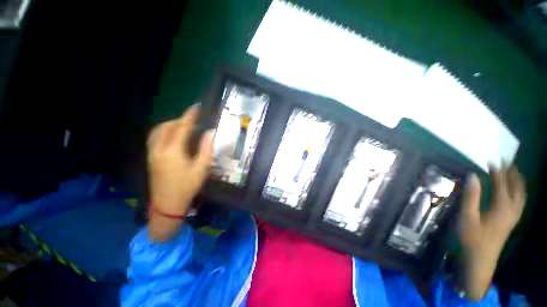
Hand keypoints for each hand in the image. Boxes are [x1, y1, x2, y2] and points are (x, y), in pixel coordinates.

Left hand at [147, 104, 213, 240]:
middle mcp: (159, 149)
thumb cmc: (187, 187)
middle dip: (180, 119)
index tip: (196, 107)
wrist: (168, 204)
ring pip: (158, 131)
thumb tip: (210, 133)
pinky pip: (154, 138)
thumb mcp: (201, 169)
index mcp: (173, 151)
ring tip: (183, 124)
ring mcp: (152, 154)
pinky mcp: (151, 158)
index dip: (189, 116)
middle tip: (193, 119)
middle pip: (167, 127)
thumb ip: (206, 149)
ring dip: (170, 124)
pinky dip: (163, 131)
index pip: (181, 128)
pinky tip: (171, 135)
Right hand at [457, 165, 525, 300]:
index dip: (498, 171)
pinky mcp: (512, 220)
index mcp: (501, 208)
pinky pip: (521, 201)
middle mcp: (512, 209)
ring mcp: (514, 216)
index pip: (502, 184)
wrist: (481, 257)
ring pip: (521, 195)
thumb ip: (471, 196)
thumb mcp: (468, 216)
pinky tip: (516, 190)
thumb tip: (472, 176)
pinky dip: (520, 192)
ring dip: (518, 181)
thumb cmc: (472, 237)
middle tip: (507, 161)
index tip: (493, 160)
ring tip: (514, 171)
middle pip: (516, 188)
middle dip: (512, 173)